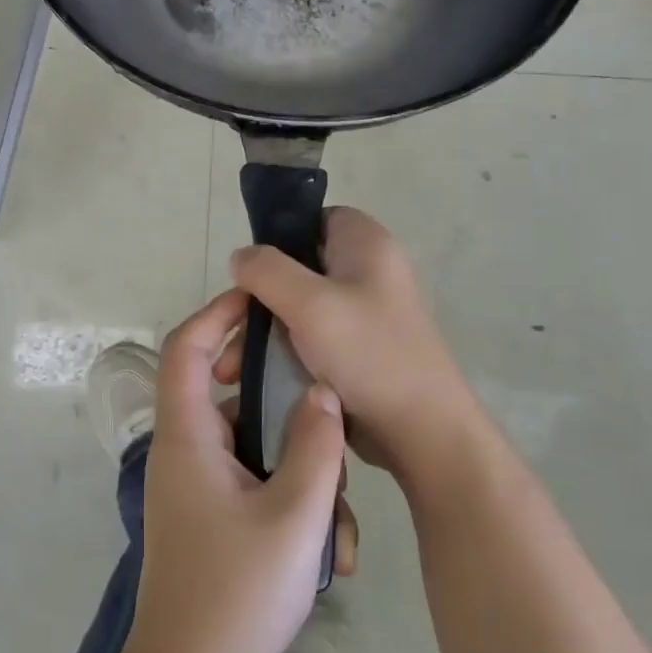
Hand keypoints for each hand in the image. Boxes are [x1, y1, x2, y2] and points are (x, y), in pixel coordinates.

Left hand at [124, 289, 352, 652]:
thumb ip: (314, 444)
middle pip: (221, 388)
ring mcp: (196, 486)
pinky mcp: (211, 516)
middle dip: (271, 386)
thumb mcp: (295, 515)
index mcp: (187, 435)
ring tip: (338, 503)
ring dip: (294, 459)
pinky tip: (329, 546)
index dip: (217, 313)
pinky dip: (288, 495)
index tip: (260, 298)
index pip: (186, 348)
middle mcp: (184, 450)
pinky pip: (251, 480)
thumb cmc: (238, 593)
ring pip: (247, 441)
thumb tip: (322, 392)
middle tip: (315, 389)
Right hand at [231, 207, 474, 484]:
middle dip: (256, 301)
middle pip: (295, 266)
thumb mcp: (309, 304)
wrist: (423, 433)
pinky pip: (309, 337)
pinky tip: (256, 378)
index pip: (311, 219)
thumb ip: (266, 270)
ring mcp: (363, 311)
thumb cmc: (369, 355)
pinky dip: (282, 353)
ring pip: (296, 306)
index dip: (277, 241)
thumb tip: (241, 257)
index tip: (251, 276)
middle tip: (228, 332)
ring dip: (261, 334)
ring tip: (232, 370)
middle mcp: (367, 270)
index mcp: (365, 243)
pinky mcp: (358, 348)